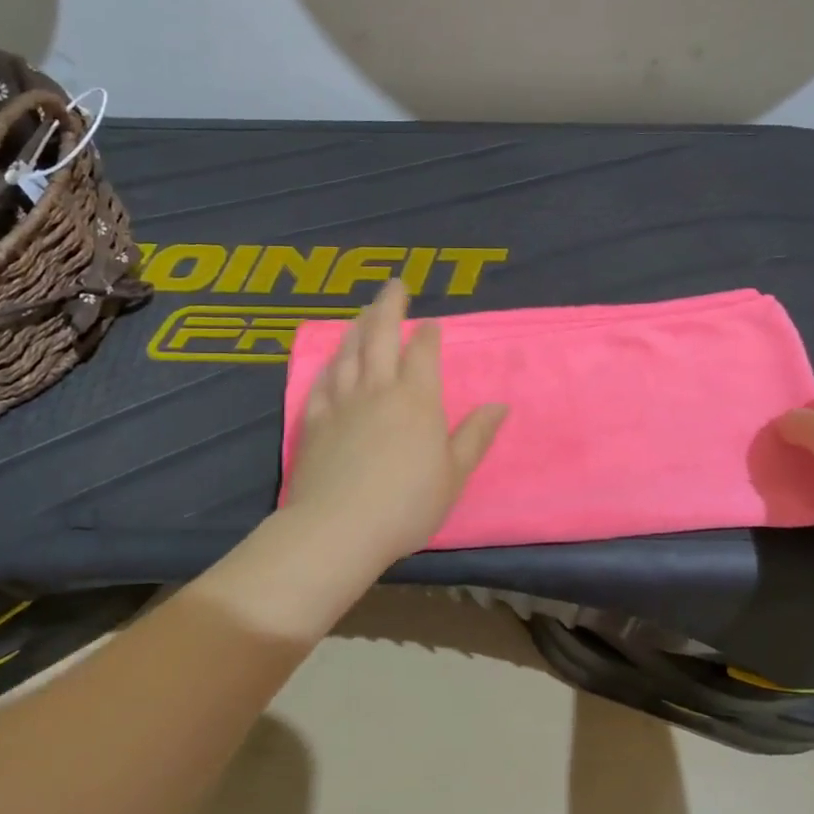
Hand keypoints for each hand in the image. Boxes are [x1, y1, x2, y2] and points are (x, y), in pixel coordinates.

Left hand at [282, 280, 506, 568]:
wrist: (340, 528)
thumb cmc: (407, 504)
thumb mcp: (454, 474)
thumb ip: (475, 436)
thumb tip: (499, 405)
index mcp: (417, 399)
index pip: (423, 352)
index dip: (428, 335)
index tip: (431, 324)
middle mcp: (378, 389)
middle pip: (380, 336)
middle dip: (389, 307)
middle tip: (394, 286)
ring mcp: (342, 402)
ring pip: (348, 352)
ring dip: (357, 327)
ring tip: (362, 312)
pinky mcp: (315, 421)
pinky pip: (322, 382)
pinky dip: (329, 364)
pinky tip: (330, 360)